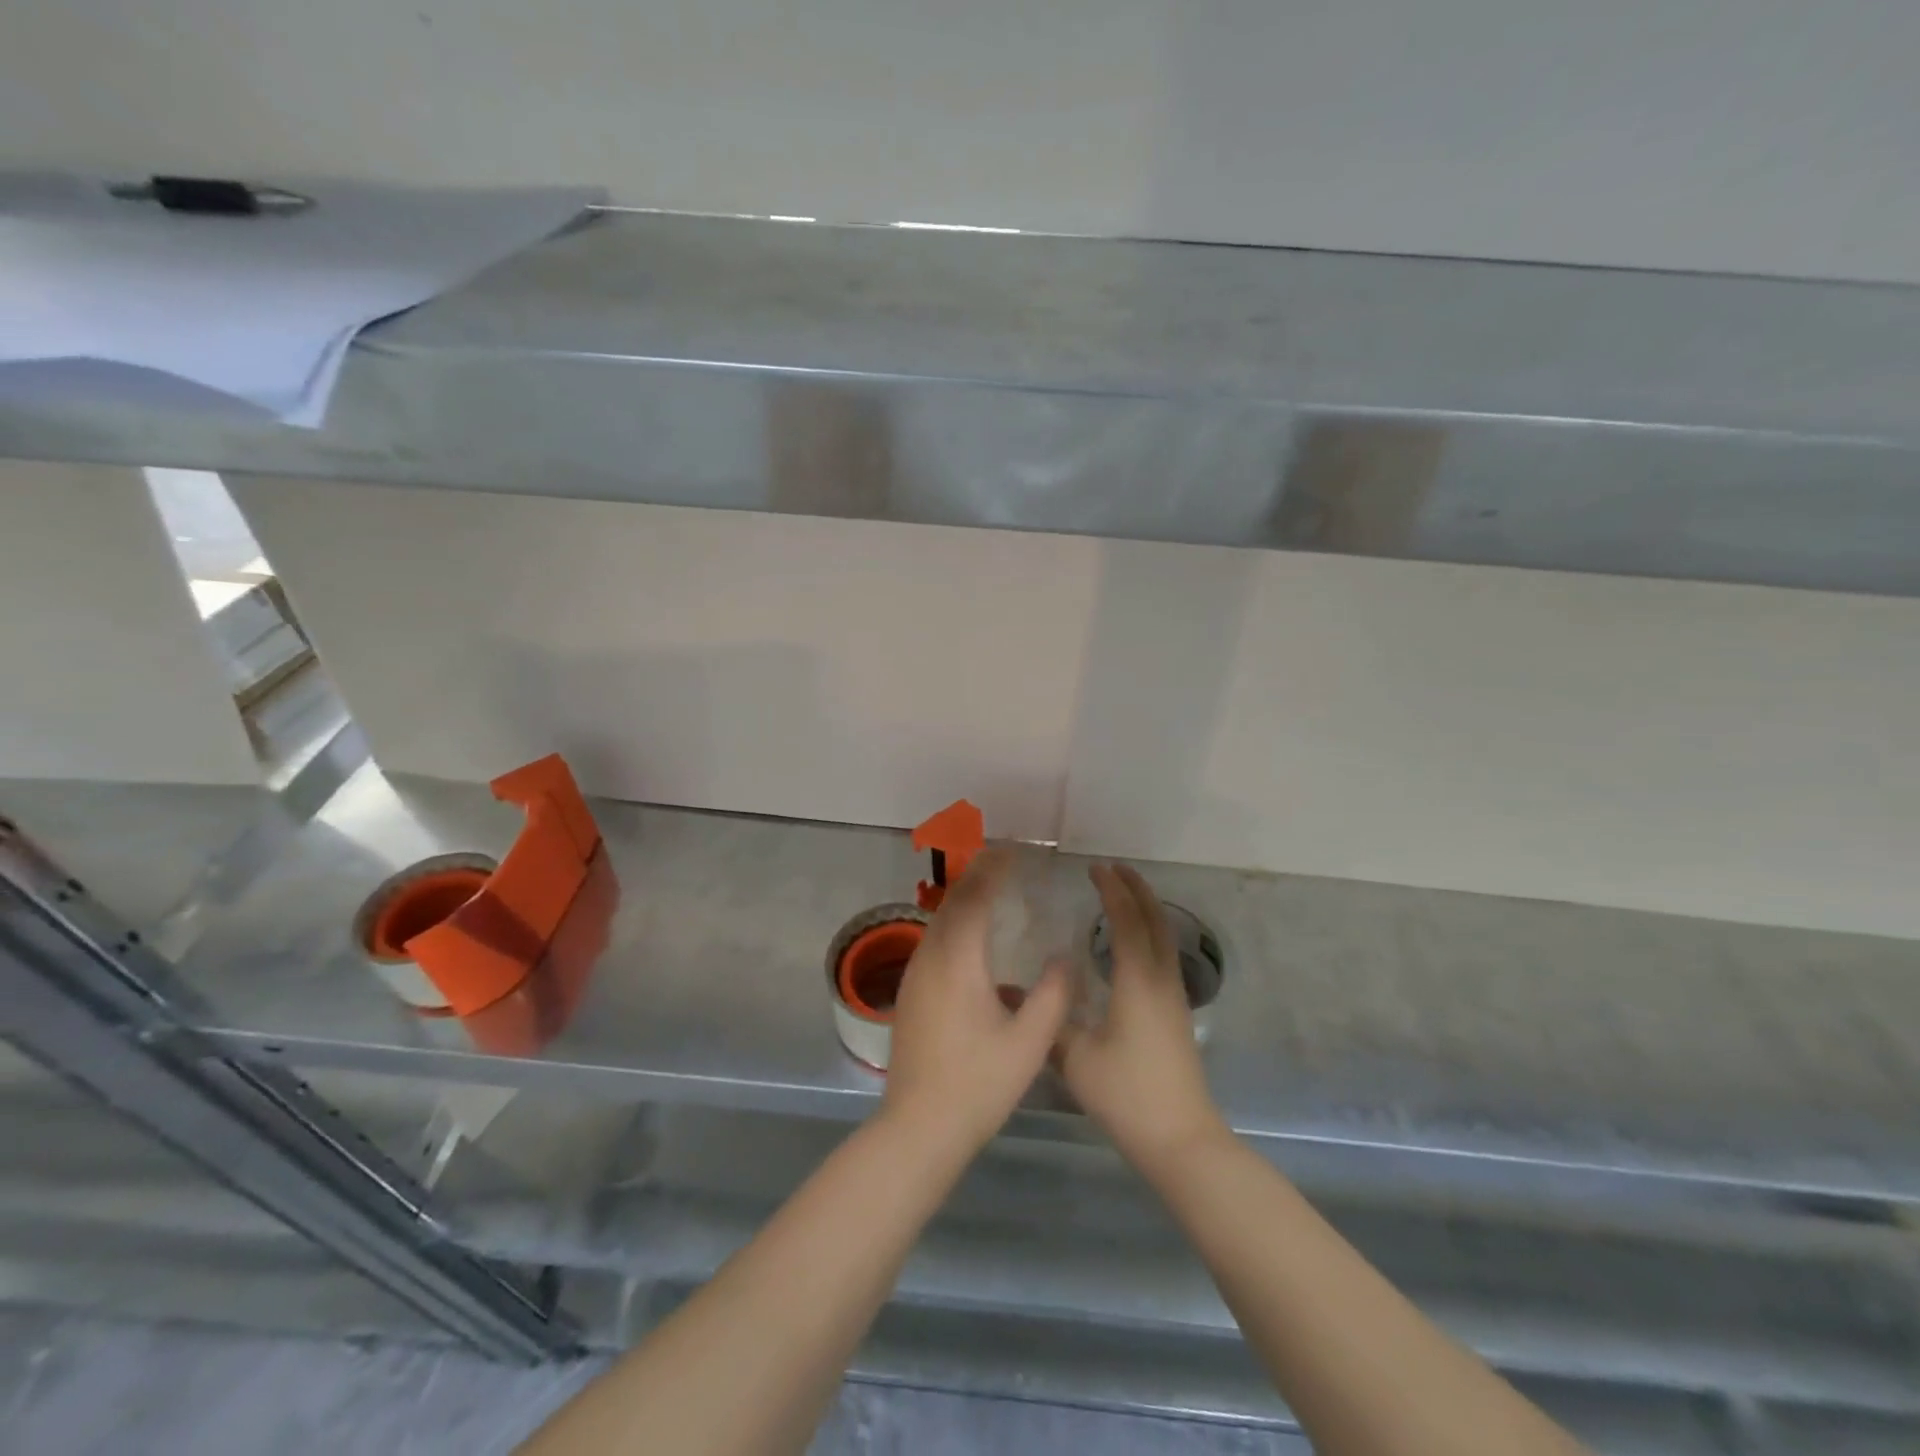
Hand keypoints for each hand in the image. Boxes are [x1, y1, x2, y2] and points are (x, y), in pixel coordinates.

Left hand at [882, 848, 1073, 1155]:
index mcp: (959, 960)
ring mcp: (914, 975)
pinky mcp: (908, 994)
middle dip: (976, 875)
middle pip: (952, 901)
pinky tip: (971, 939)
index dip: (993, 868)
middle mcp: (930, 956)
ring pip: (938, 921)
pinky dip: (953, 923)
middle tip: (1003, 860)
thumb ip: (1053, 995)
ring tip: (989, 888)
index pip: (975, 896)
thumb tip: (1064, 958)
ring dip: (963, 898)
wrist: (919, 1127)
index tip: (1013, 850)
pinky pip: (932, 941)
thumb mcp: (1030, 1043)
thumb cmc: (979, 1084)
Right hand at [1058, 865, 1227, 1171]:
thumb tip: (1008, 993)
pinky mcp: (1176, 1012)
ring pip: (1164, 937)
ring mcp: (1173, 996)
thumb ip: (1047, 1020)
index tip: (1094, 868)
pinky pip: (1164, 954)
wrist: (1181, 1139)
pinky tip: (1131, 945)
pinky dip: (1149, 933)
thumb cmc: (1128, 1094)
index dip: (1111, 891)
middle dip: (1136, 890)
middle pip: (1155, 920)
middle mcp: (1160, 979)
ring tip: (1124, 895)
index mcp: (1137, 980)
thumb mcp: (1077, 1058)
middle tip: (1114, 868)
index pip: (1126, 921)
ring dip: (1146, 909)